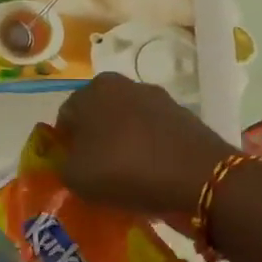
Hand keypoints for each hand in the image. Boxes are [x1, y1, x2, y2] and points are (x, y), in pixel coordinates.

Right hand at [54, 73, 237, 216]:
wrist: (198, 177)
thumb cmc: (126, 170)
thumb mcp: (77, 177)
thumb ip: (63, 165)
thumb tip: (71, 161)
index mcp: (94, 90)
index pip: (66, 116)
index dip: (64, 145)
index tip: (72, 169)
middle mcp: (125, 84)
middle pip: (98, 115)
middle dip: (94, 141)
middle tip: (97, 172)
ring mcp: (158, 98)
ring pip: (127, 123)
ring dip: (123, 143)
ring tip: (126, 176)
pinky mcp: (183, 116)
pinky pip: (154, 133)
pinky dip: (149, 148)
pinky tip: (151, 173)